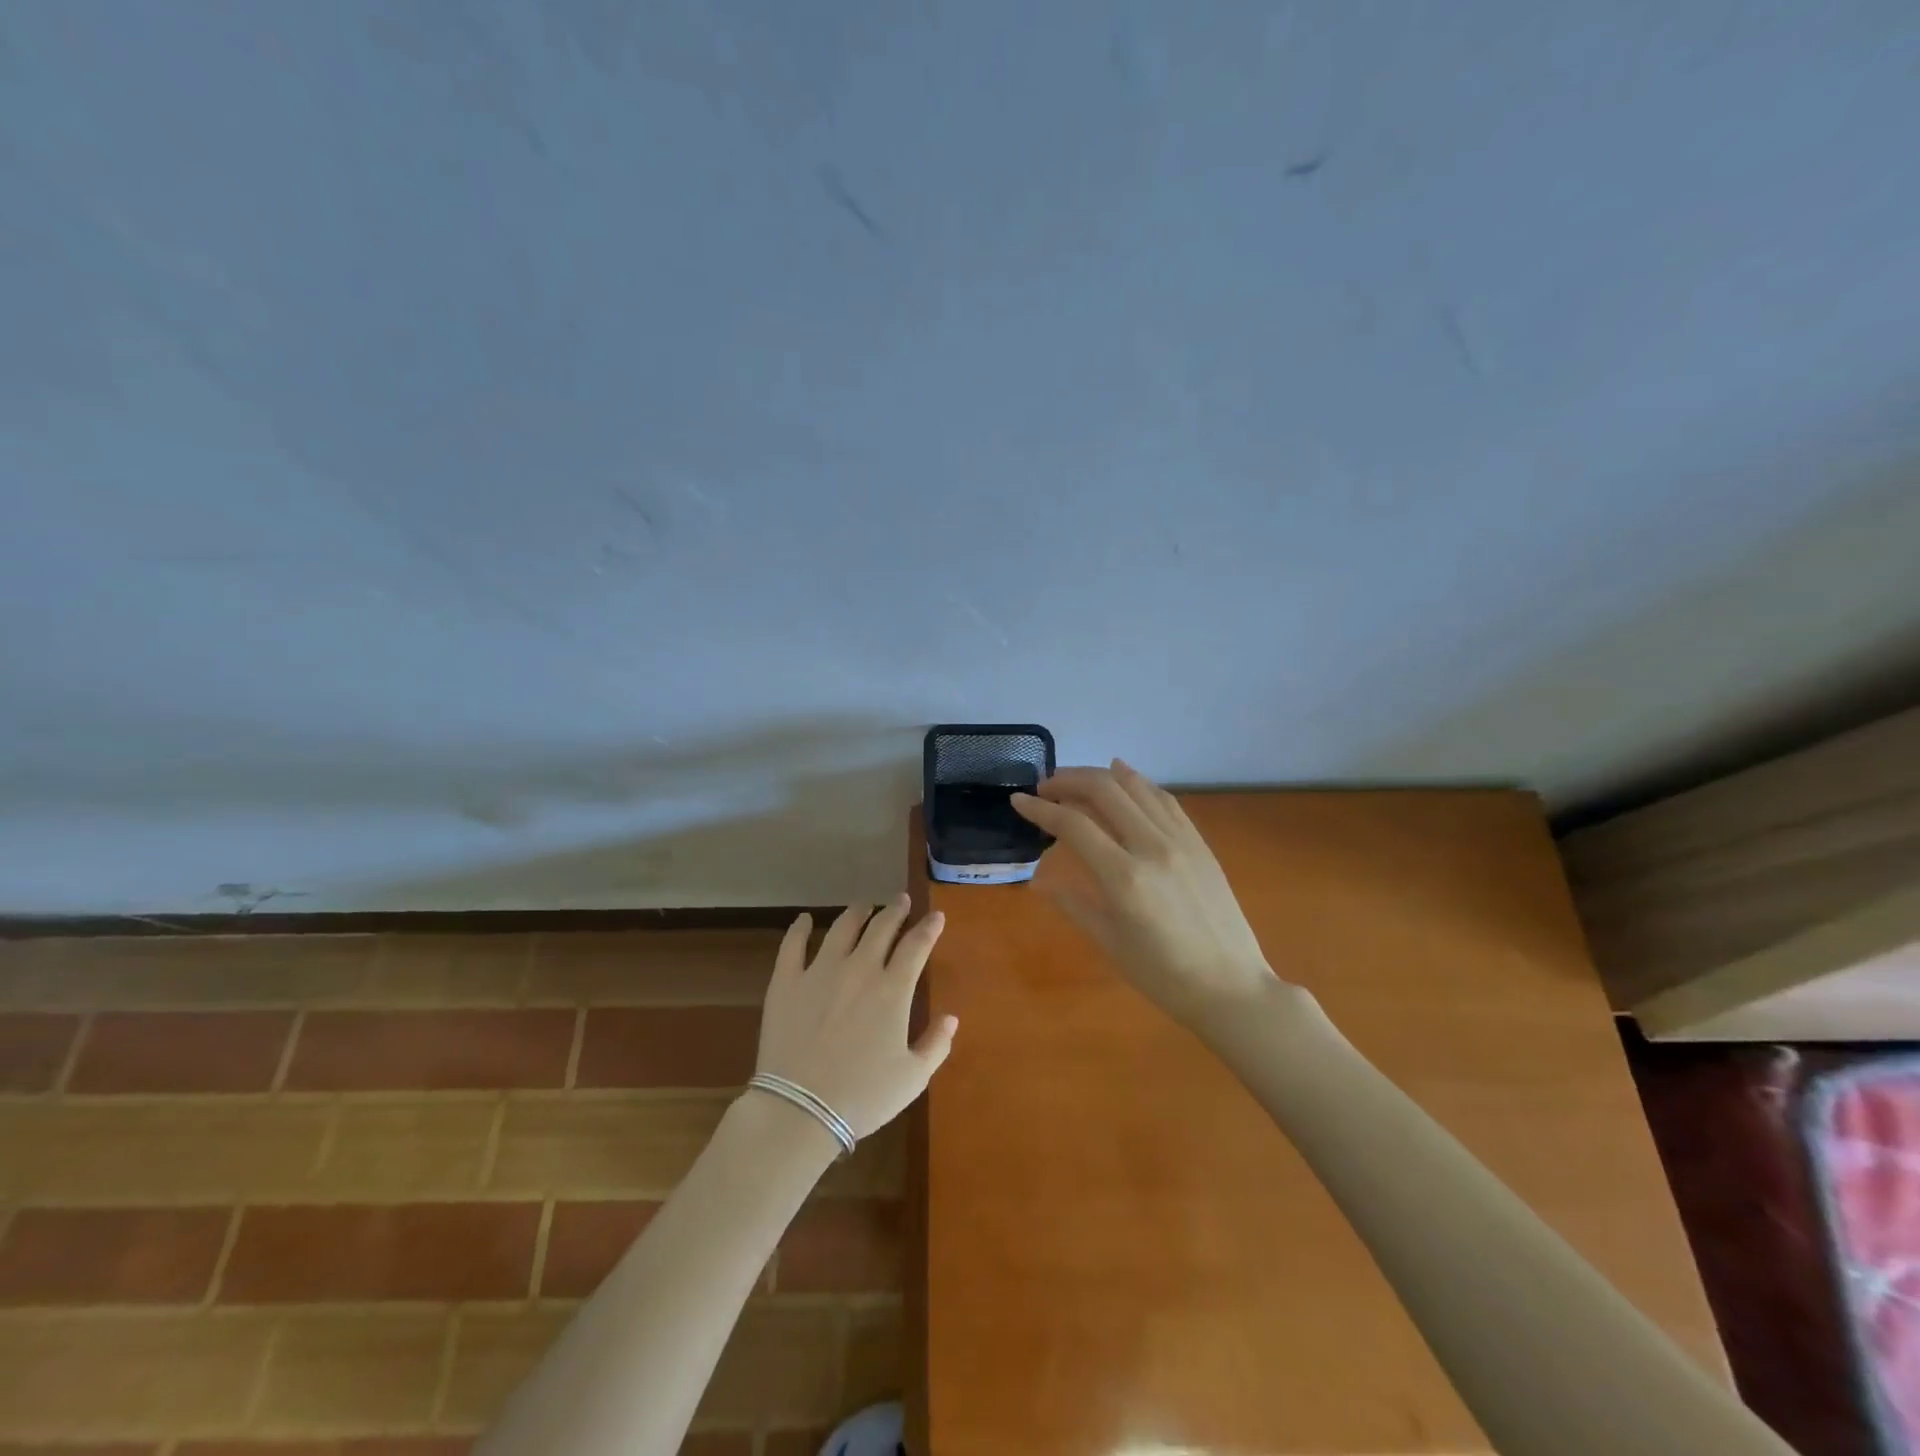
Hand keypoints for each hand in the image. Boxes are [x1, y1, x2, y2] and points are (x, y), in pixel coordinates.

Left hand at [754, 896, 957, 1139]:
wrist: (800, 1110)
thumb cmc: (863, 1097)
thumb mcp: (912, 1078)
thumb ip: (936, 1044)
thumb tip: (951, 1017)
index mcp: (892, 989)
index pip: (916, 945)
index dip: (929, 927)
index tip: (936, 916)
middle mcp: (859, 969)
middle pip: (881, 927)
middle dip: (895, 910)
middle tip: (901, 900)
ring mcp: (820, 971)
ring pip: (842, 927)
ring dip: (857, 912)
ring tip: (864, 906)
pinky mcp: (786, 982)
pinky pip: (792, 945)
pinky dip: (800, 928)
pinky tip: (804, 920)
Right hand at [1011, 761, 1287, 1025]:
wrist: (1232, 987)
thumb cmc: (1164, 976)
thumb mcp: (1110, 944)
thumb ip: (1074, 904)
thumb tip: (1040, 881)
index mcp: (1124, 878)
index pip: (1073, 825)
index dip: (1040, 809)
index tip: (1018, 801)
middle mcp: (1152, 847)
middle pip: (1104, 791)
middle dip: (1067, 780)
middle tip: (1045, 788)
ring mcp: (1180, 840)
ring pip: (1135, 787)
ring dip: (1100, 776)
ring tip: (1075, 781)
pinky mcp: (1199, 842)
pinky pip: (1164, 799)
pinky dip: (1138, 782)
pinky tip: (1122, 775)